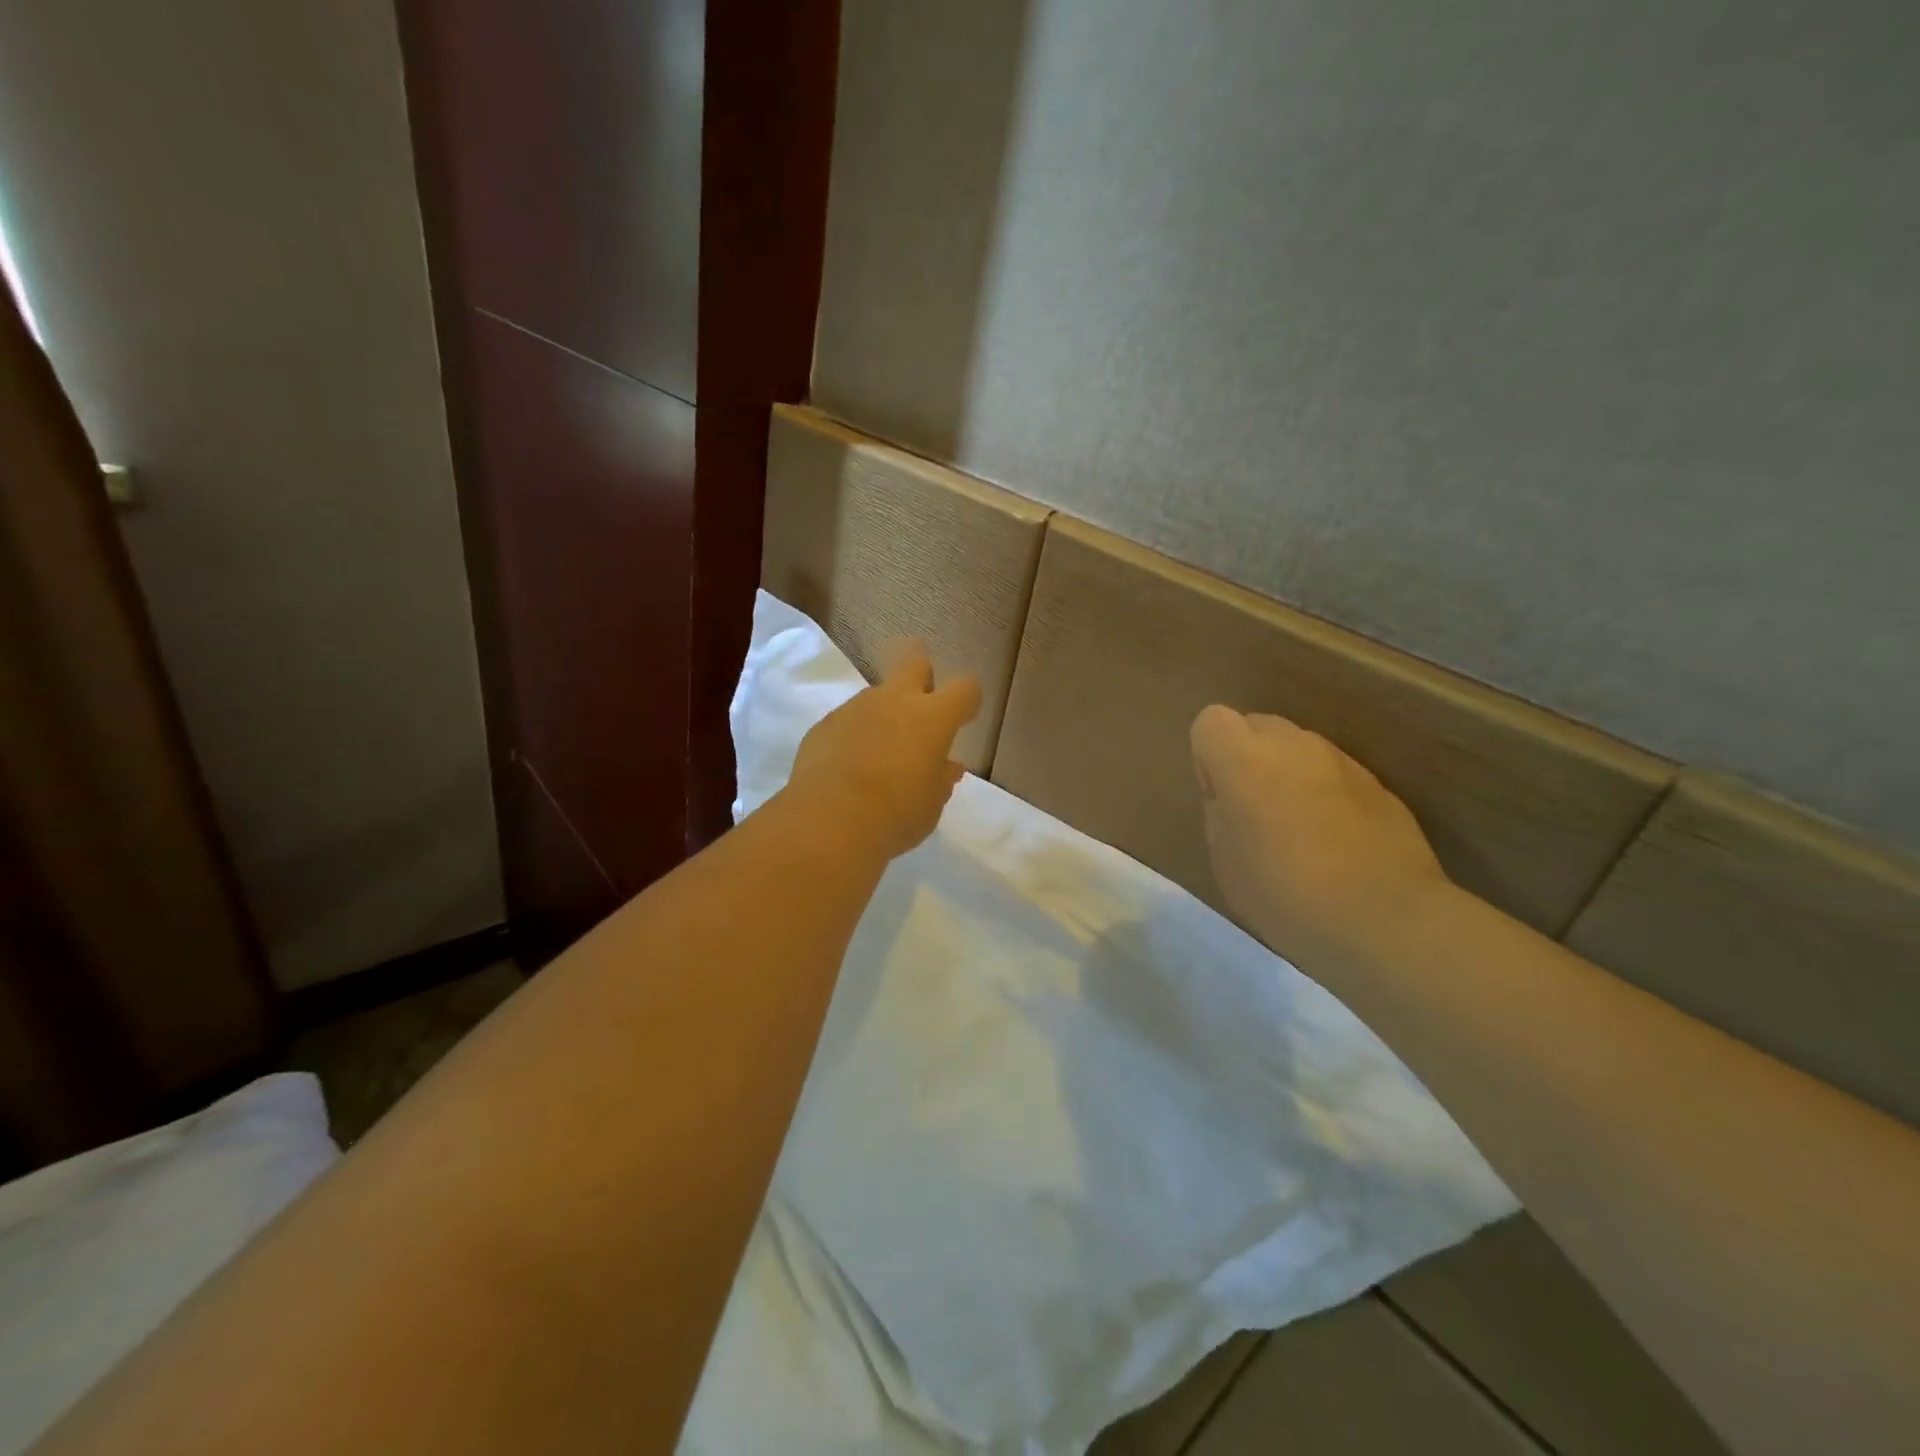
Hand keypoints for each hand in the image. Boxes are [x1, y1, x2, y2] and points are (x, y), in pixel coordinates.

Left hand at [785, 640, 982, 859]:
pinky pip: (848, 720)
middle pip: (914, 662)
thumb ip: (941, 778)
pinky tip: (849, 766)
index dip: (968, 700)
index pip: (965, 688)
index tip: (964, 717)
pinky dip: (854, 735)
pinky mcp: (824, 724)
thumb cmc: (896, 814)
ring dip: (884, 713)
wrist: (828, 820)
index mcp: (932, 717)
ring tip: (879, 752)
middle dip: (922, 670)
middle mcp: (895, 701)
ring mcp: (856, 708)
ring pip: (877, 695)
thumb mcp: (931, 804)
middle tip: (922, 695)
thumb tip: (947, 766)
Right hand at [1190, 705, 1451, 969]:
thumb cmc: (1286, 894)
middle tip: (1253, 813)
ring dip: (1288, 775)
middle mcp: (1293, 745)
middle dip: (1248, 758)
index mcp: (1245, 759)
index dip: (1208, 758)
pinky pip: (1334, 775)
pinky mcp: (1379, 785)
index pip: (1210, 721)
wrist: (1387, 920)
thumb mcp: (1225, 863)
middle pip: (1256, 726)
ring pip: (1299, 748)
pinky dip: (1325, 794)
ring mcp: (1341, 761)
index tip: (1220, 800)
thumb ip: (1220, 816)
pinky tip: (1335, 842)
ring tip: (1296, 830)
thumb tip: (1232, 801)